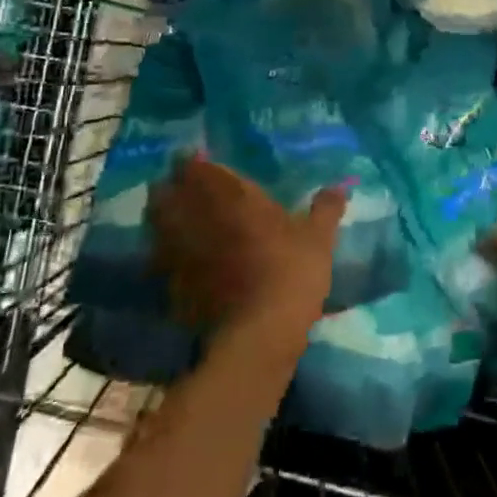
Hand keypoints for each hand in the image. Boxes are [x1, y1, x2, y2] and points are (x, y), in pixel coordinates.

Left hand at [149, 156, 345, 348]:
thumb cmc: (291, 273)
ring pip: (155, 221)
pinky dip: (164, 253)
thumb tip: (341, 186)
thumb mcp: (318, 238)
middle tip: (189, 190)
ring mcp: (177, 249)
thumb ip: (326, 209)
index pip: (194, 165)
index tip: (201, 163)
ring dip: (163, 216)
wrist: (258, 334)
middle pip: (164, 190)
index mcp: (229, 194)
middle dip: (172, 186)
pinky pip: (158, 257)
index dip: (193, 162)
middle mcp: (195, 214)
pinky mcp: (169, 282)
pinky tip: (180, 259)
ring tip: (181, 220)